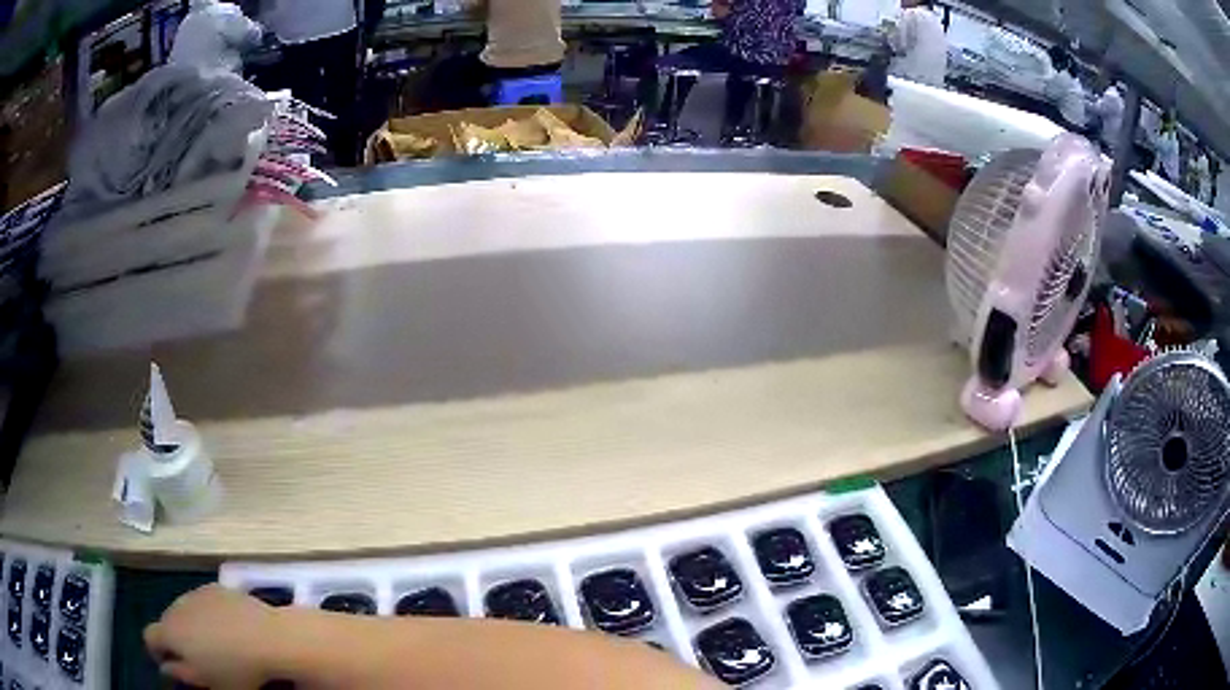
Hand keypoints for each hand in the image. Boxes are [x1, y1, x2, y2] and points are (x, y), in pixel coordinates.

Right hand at [145, 584, 282, 688]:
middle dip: (176, 639)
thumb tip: (165, 668)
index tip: (169, 665)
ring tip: (212, 645)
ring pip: (183, 611)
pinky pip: (203, 603)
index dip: (156, 652)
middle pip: (166, 622)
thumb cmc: (235, 669)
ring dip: (190, 626)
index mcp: (169, 631)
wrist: (267, 637)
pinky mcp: (215, 588)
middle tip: (195, 659)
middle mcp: (175, 606)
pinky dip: (207, 615)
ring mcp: (195, 594)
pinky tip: (226, 630)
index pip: (149, 637)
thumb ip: (181, 674)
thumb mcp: (207, 682)